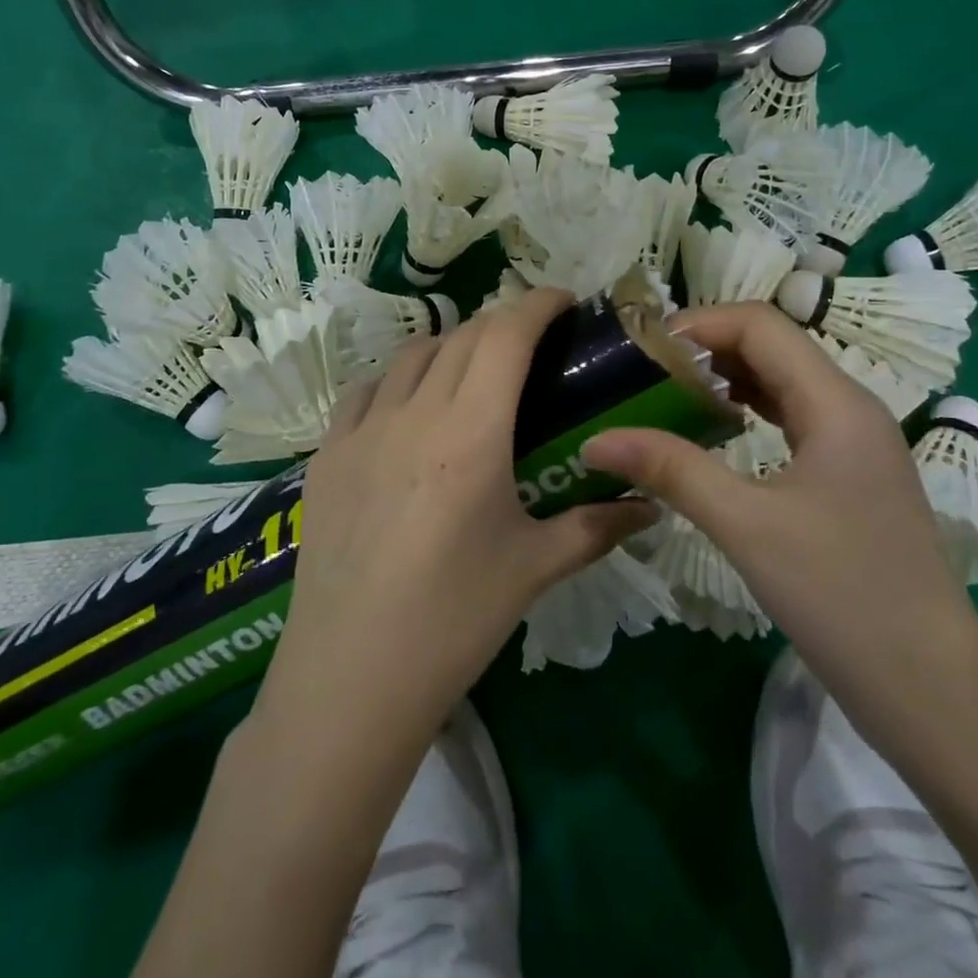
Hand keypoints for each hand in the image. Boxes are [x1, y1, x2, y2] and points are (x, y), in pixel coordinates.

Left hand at [256, 287, 652, 741]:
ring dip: (451, 347)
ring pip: (411, 355)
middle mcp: (414, 412)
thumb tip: (651, 507)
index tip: (565, 302)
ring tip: (473, 374)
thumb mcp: (534, 568)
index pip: (506, 334)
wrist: (351, 675)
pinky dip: (398, 381)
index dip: (538, 304)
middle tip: (532, 345)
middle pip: (463, 335)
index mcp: (470, 431)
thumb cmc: (454, 619)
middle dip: (503, 324)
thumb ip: (597, 526)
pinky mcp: (326, 454)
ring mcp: (361, 429)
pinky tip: (409, 410)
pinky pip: (365, 391)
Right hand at [581, 301, 977, 725]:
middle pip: (770, 347)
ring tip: (665, 398)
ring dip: (724, 381)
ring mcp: (853, 445)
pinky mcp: (849, 478)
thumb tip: (595, 440)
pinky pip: (790, 420)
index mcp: (836, 402)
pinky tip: (712, 435)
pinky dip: (745, 413)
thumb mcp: (746, 525)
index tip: (641, 350)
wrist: (933, 692)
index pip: (760, 324)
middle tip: (643, 374)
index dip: (697, 324)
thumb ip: (671, 469)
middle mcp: (849, 408)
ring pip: (780, 383)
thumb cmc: (842, 595)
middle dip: (705, 349)